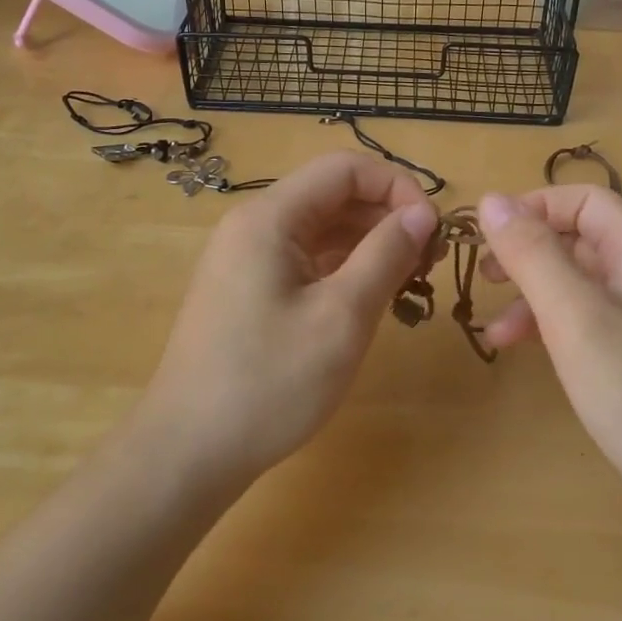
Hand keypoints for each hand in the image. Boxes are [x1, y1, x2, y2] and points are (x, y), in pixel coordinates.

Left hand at [136, 152, 437, 488]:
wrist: (188, 451)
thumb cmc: (269, 383)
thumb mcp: (342, 317)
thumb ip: (386, 254)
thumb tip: (422, 212)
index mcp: (270, 216)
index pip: (346, 168)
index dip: (397, 187)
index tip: (433, 229)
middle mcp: (254, 224)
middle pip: (333, 195)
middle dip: (387, 217)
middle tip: (430, 262)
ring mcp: (248, 257)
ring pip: (322, 228)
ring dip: (370, 244)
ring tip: (410, 282)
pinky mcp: (249, 288)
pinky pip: (306, 258)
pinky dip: (344, 268)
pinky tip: (373, 297)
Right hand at [475, 186, 621, 528]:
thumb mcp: (575, 316)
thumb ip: (532, 255)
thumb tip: (490, 199)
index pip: (588, 201)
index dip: (537, 205)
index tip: (490, 234)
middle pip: (581, 242)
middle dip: (529, 252)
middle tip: (485, 276)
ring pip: (580, 289)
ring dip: (533, 297)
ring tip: (495, 332)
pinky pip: (587, 329)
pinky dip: (552, 332)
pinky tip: (526, 355)